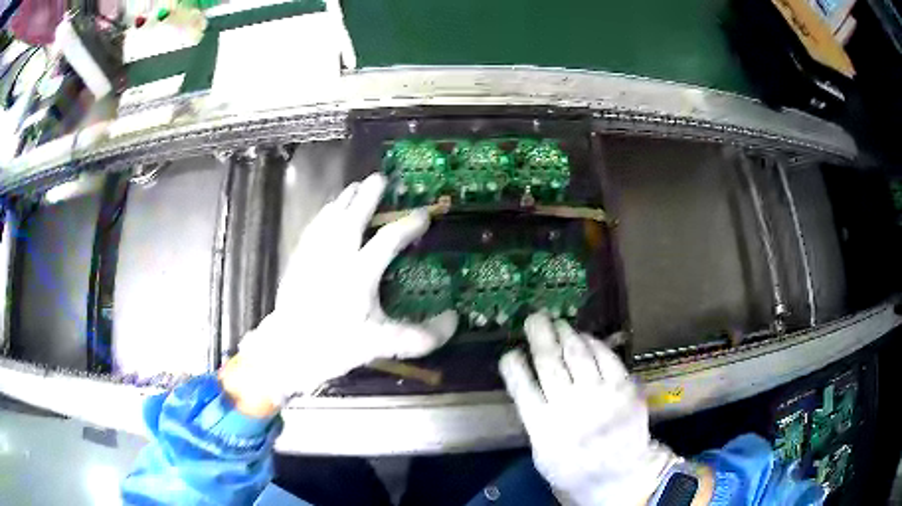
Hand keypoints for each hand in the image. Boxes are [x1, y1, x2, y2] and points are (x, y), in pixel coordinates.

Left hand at [233, 173, 457, 407]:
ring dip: (344, 200)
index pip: (388, 240)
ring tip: (354, 186)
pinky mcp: (297, 260)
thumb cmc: (335, 347)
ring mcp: (313, 255)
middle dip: (368, 196)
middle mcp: (335, 256)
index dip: (408, 225)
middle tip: (379, 177)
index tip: (424, 215)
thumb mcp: (382, 344)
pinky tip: (326, 210)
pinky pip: (313, 227)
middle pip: (353, 217)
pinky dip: (323, 214)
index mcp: (358, 273)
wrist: (288, 350)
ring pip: (330, 218)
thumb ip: (420, 336)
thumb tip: (453, 320)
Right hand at [499, 313, 679, 505]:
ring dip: (565, 334)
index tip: (510, 352)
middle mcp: (570, 407)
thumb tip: (530, 385)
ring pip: (577, 354)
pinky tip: (585, 338)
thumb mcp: (544, 453)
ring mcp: (600, 395)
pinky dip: (594, 344)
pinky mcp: (624, 388)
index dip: (514, 365)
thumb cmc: (575, 467)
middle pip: (549, 363)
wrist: (620, 474)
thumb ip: (536, 420)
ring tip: (558, 323)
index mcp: (543, 427)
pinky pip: (606, 357)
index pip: (522, 388)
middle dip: (539, 335)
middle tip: (534, 318)